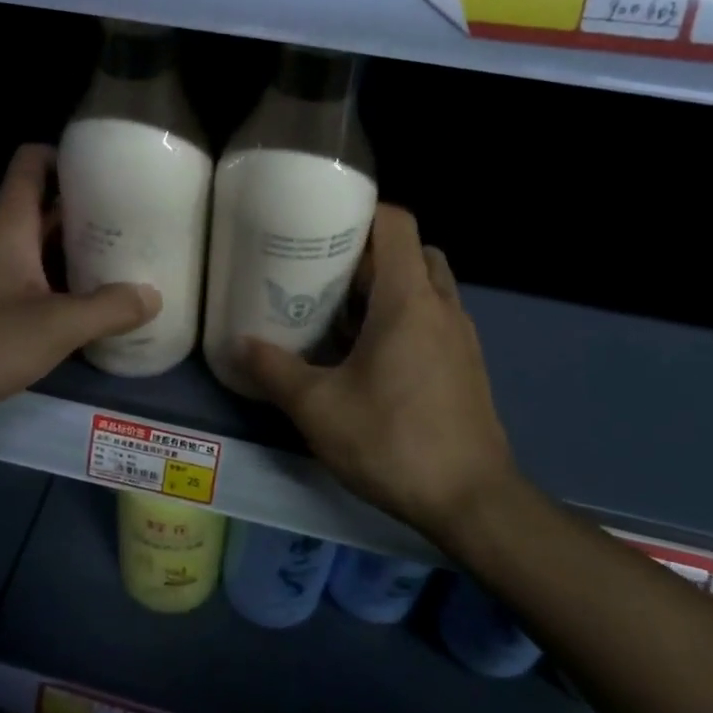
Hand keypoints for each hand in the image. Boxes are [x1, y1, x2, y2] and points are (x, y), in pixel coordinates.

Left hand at [0, 145, 160, 442]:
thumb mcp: (55, 325)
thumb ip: (108, 309)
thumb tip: (153, 296)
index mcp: (10, 227)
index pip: (31, 165)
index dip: (65, 156)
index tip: (107, 166)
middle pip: (44, 210)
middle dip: (86, 211)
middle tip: (135, 220)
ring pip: (41, 252)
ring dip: (77, 254)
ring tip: (124, 262)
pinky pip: (33, 288)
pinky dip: (62, 290)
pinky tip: (92, 310)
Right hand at [240, 206, 521, 544]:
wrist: (472, 501)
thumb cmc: (393, 442)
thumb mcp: (319, 408)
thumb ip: (276, 371)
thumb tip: (241, 344)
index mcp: (409, 300)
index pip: (396, 223)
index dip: (361, 211)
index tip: (322, 222)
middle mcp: (441, 306)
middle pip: (411, 251)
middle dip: (369, 252)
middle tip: (324, 270)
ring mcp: (460, 335)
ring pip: (425, 285)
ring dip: (388, 286)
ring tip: (341, 309)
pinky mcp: (465, 364)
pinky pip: (432, 318)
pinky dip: (403, 317)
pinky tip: (368, 354)